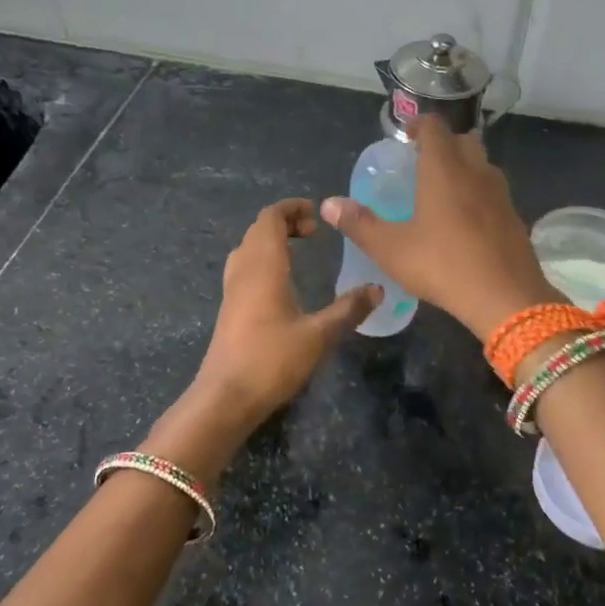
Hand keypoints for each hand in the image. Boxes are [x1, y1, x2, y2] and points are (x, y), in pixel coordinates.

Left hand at [188, 199, 380, 436]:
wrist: (226, 397)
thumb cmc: (272, 360)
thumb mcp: (319, 335)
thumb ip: (349, 309)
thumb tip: (378, 289)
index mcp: (263, 266)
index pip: (270, 217)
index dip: (292, 208)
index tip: (318, 215)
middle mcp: (244, 270)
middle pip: (258, 229)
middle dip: (285, 222)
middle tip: (314, 233)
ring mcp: (232, 289)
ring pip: (248, 248)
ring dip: (271, 241)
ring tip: (299, 251)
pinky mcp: (229, 308)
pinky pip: (244, 267)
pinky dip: (263, 260)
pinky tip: (282, 283)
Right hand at [320, 117, 558, 340]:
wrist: (507, 298)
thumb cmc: (443, 265)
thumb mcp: (391, 249)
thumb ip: (359, 224)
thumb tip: (329, 204)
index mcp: (444, 169)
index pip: (434, 127)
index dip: (418, 125)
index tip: (405, 137)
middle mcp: (476, 171)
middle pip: (462, 141)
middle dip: (443, 144)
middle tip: (422, 164)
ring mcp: (501, 194)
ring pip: (482, 165)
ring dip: (464, 167)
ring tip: (443, 190)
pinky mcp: (515, 217)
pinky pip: (494, 192)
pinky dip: (479, 194)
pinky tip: (466, 221)